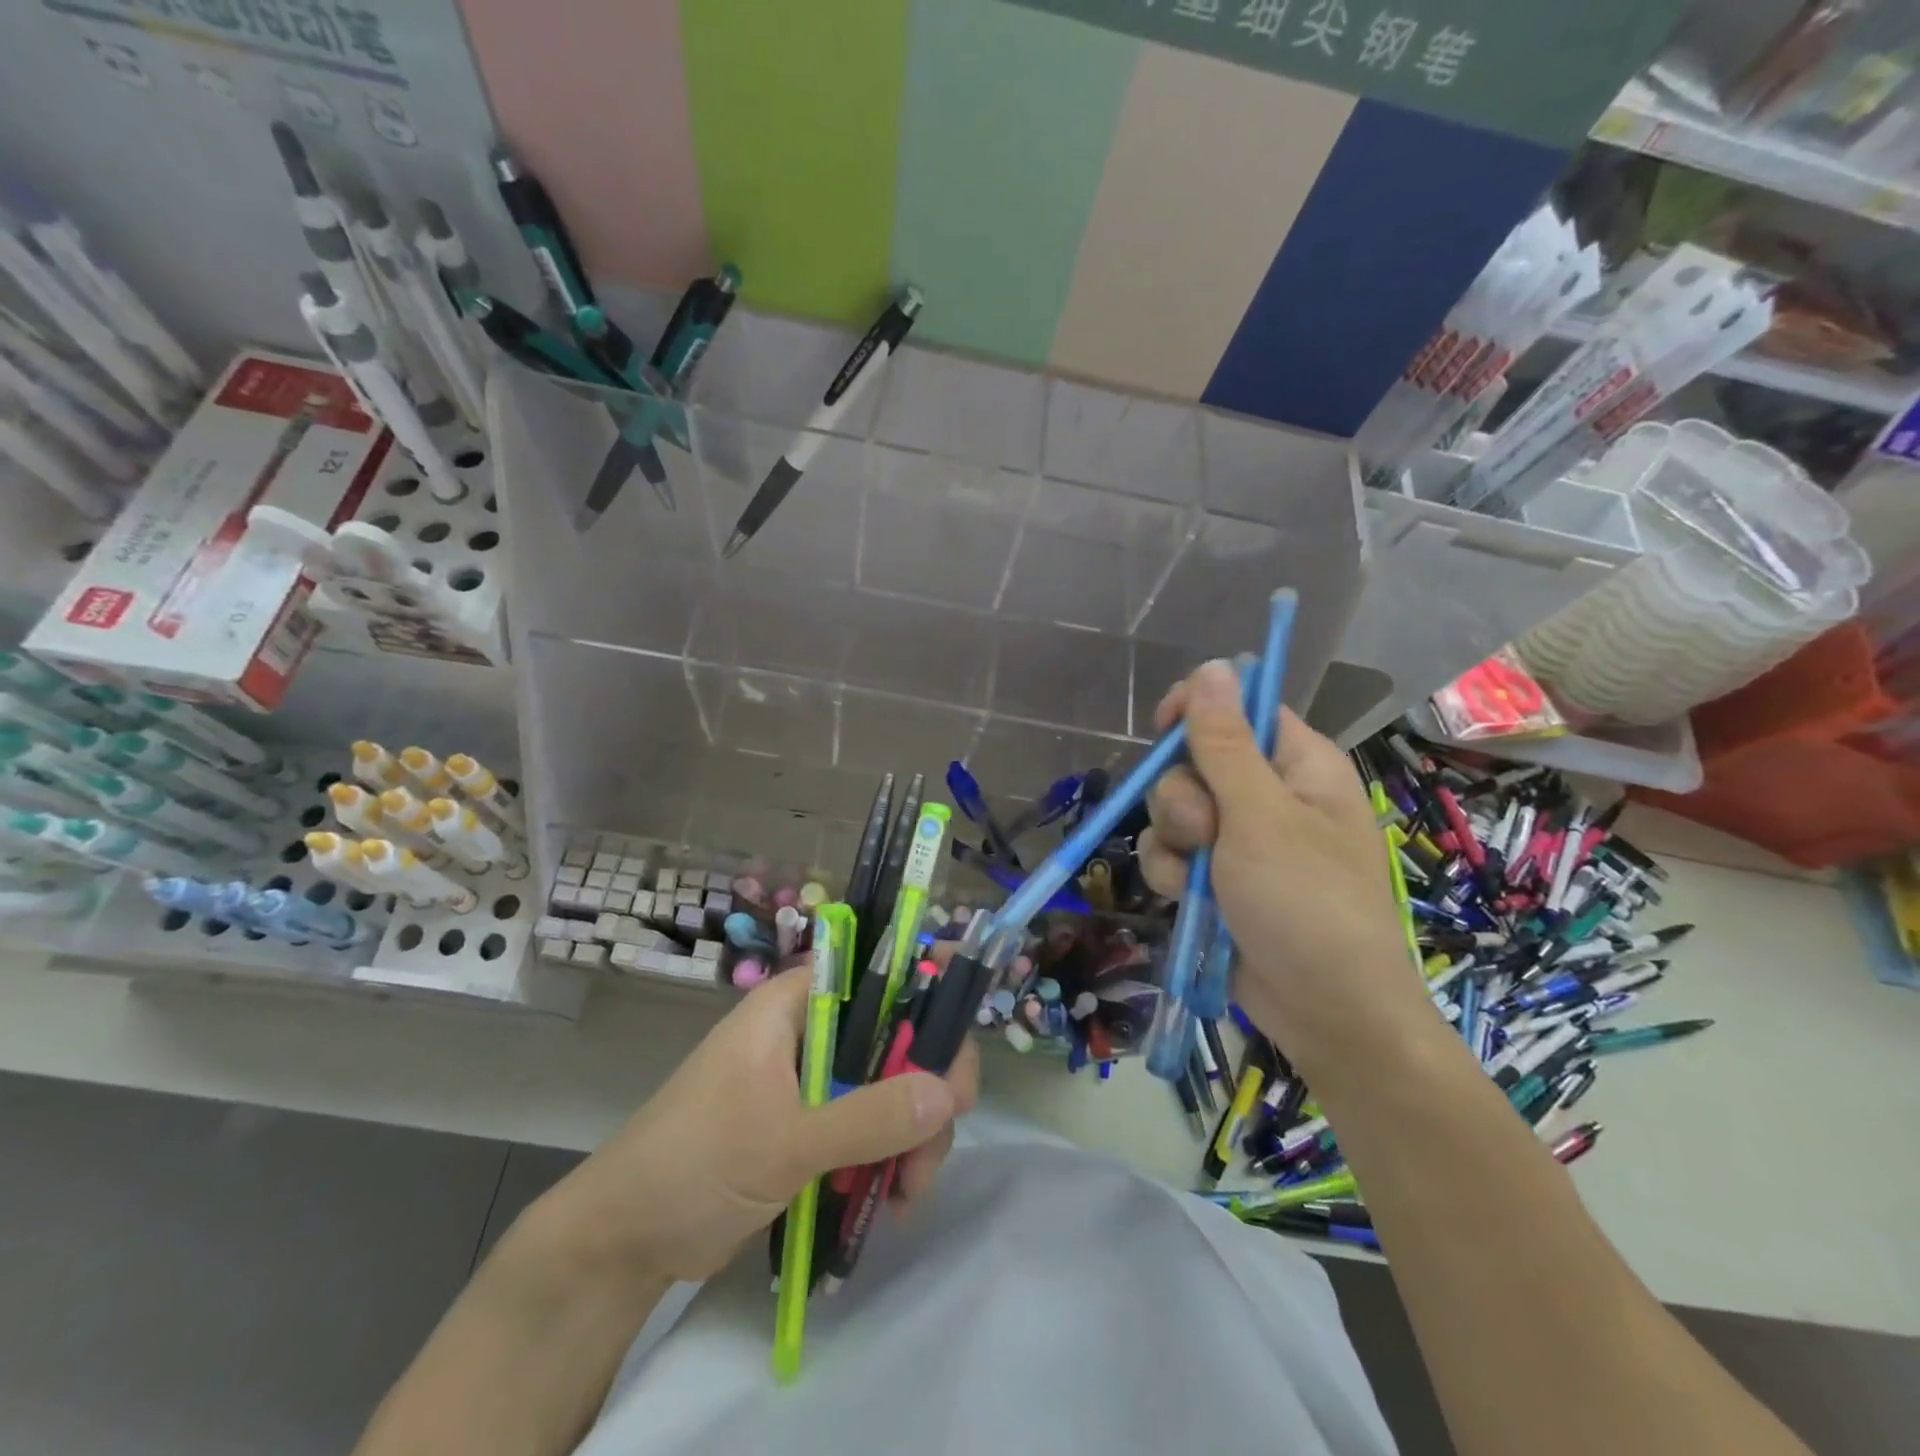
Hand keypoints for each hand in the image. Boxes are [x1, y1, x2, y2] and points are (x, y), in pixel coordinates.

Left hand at [537, 965, 979, 1283]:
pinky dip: (888, 1159)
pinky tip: (893, 1201)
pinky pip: (869, 1128)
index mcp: (796, 1005)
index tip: (956, 1046)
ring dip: (911, 1136)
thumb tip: (947, 1093)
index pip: (877, 975)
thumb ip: (868, 1117)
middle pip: (893, 1038)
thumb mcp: (785, 1142)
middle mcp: (809, 1032)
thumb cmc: (694, 1165)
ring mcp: (811, 1082)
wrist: (623, 1243)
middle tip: (941, 1137)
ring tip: (909, 1193)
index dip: (926, 995)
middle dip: (924, 1088)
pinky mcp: (811, 1127)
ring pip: (888, 1088)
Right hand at [1138, 659, 1430, 1084]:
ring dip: (1173, 843)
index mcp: (1300, 765)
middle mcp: (1269, 795)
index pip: (1242, 708)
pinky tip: (1190, 901)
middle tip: (1206, 833)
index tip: (1164, 727)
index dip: (1200, 710)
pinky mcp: (1218, 878)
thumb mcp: (1261, 817)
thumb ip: (1225, 743)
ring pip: (1174, 811)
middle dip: (1183, 798)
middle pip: (1195, 762)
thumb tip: (1214, 666)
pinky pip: (1174, 854)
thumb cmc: (1307, 904)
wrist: (1325, 1013)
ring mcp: (1241, 840)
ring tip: (1200, 880)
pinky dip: (1174, 875)